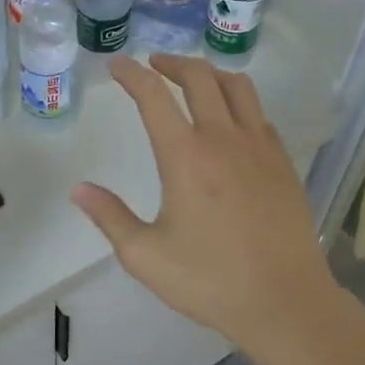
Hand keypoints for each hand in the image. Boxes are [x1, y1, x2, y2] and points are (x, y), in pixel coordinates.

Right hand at [73, 54, 346, 355]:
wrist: (285, 301)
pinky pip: (259, 115)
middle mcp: (223, 138)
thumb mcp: (146, 256)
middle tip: (154, 65)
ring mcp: (260, 147)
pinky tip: (231, 122)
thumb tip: (79, 189)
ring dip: (210, 74)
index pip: (154, 96)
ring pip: (238, 86)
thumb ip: (110, 217)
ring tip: (193, 80)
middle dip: (172, 63)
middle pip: (199, 77)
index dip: (132, 74)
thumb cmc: (210, 280)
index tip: (118, 65)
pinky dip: (238, 104)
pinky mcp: (283, 162)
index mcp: (185, 156)